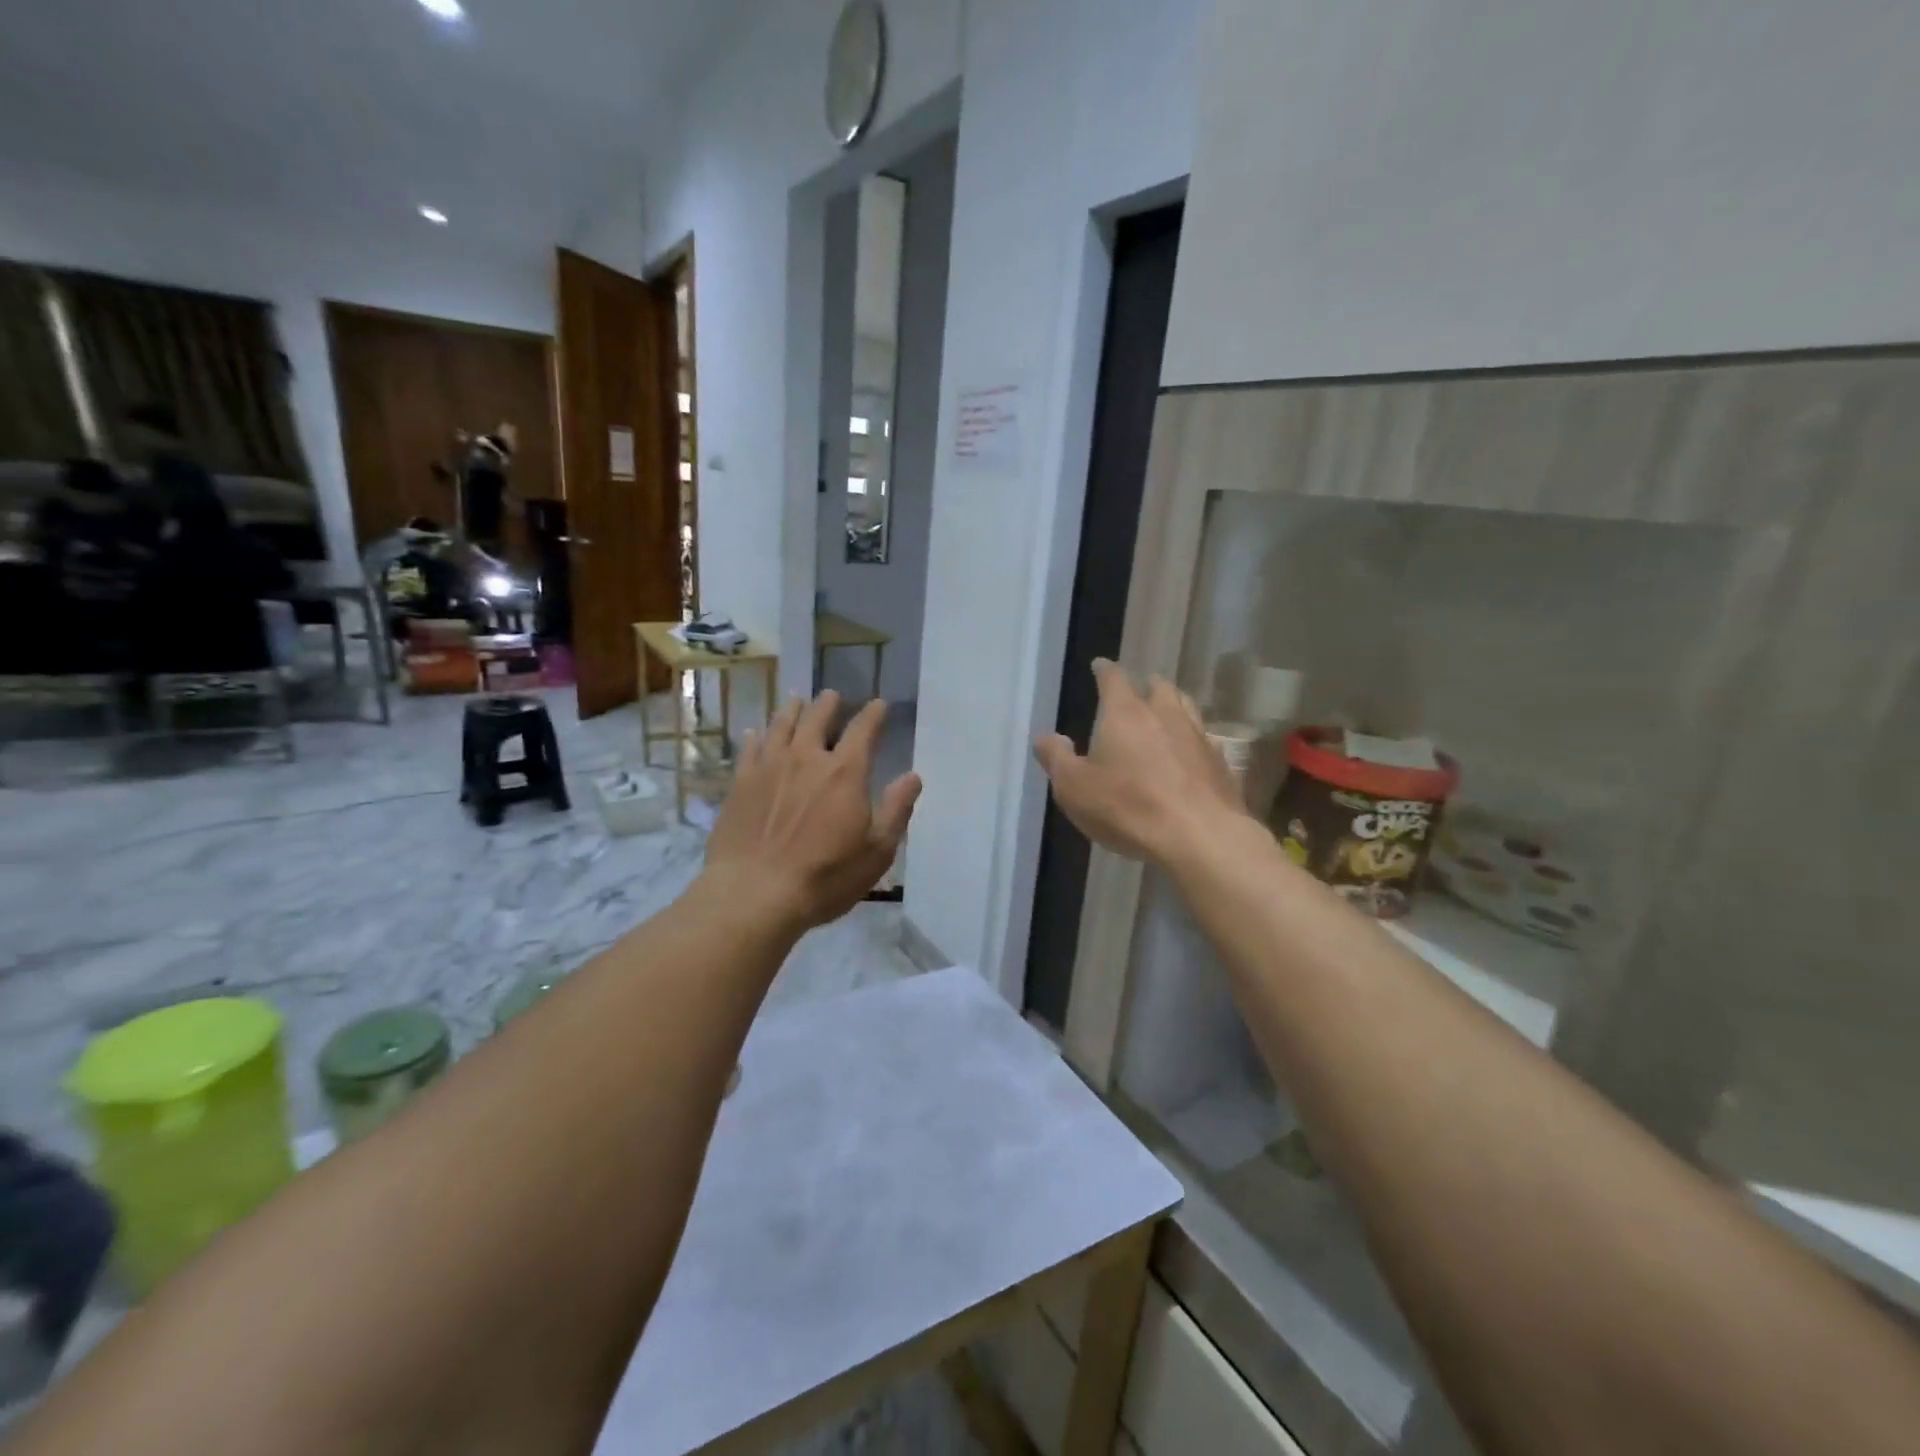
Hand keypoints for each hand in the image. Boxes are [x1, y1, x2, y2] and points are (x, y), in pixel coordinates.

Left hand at [704, 691, 921, 931]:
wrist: (755, 893)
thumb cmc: (825, 876)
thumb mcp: (877, 851)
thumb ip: (896, 810)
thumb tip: (913, 777)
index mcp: (845, 772)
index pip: (864, 730)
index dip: (873, 714)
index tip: (879, 704)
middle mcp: (807, 758)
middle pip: (818, 718)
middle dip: (829, 704)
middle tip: (833, 695)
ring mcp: (769, 767)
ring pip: (782, 725)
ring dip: (793, 710)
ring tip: (797, 701)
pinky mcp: (740, 783)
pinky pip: (749, 748)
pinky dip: (757, 736)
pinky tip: (756, 733)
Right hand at [1034, 659, 1248, 863]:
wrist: (1198, 836)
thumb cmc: (1127, 807)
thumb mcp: (1074, 787)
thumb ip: (1057, 758)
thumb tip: (1045, 736)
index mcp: (1125, 714)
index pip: (1114, 678)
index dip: (1105, 670)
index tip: (1100, 665)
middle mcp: (1165, 715)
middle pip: (1158, 687)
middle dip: (1145, 685)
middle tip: (1137, 691)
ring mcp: (1197, 737)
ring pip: (1186, 707)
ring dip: (1173, 704)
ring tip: (1165, 712)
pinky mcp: (1220, 763)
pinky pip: (1204, 739)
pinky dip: (1192, 739)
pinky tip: (1188, 753)